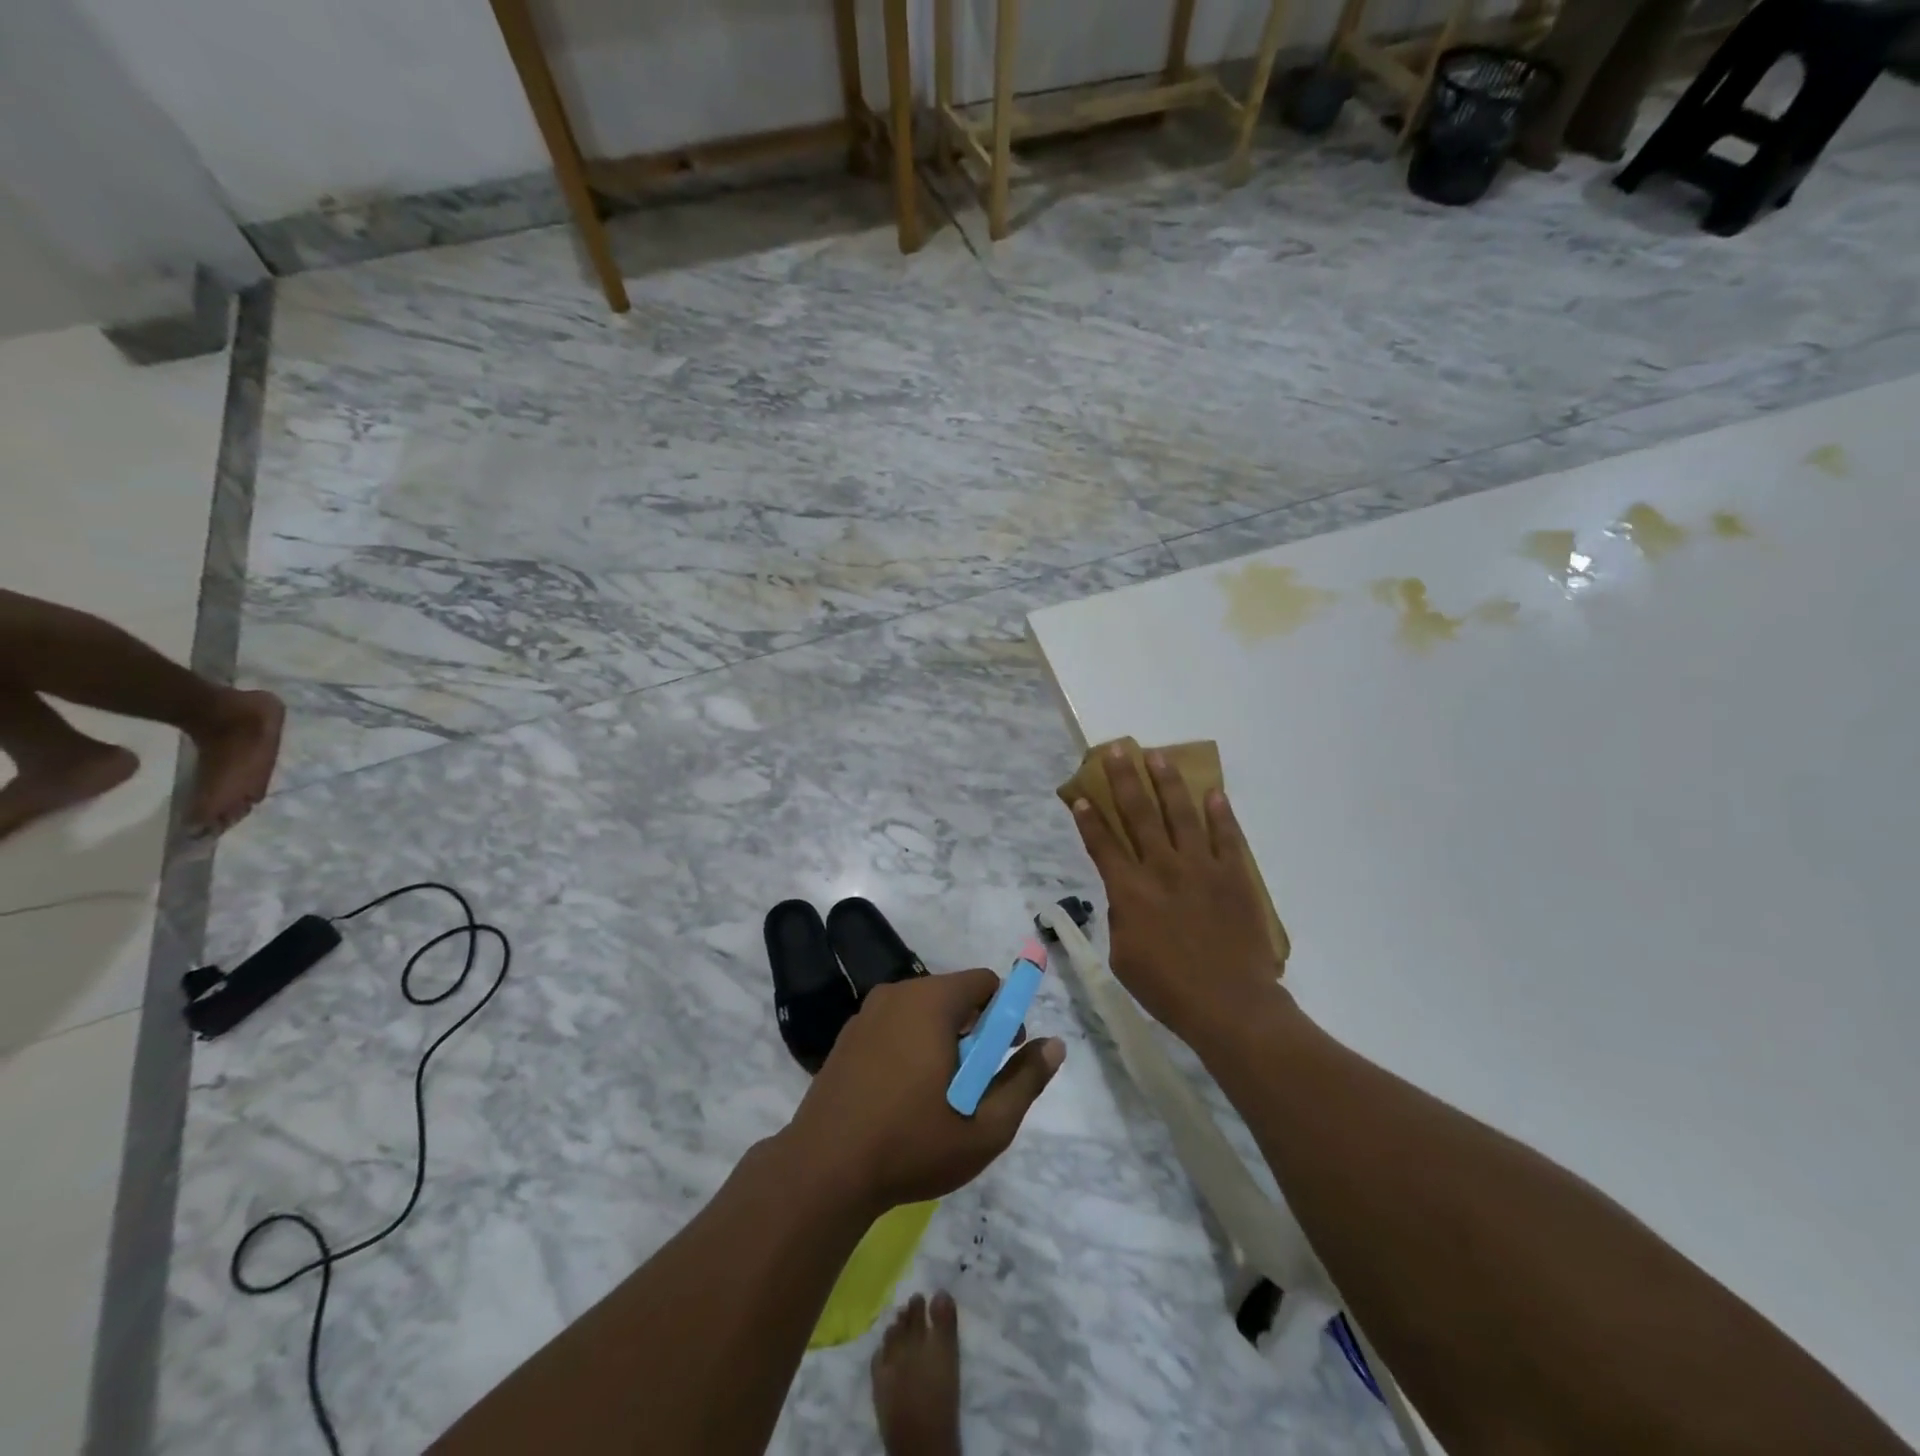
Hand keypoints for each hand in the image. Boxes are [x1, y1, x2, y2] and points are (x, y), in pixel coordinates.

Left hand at [786, 970, 1064, 1211]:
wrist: (822, 1172)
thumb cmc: (911, 1145)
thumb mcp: (986, 1126)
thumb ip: (1025, 1081)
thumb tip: (1055, 1045)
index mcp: (931, 1002)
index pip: (984, 982)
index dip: (1004, 1015)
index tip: (1002, 1058)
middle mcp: (897, 994)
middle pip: (953, 996)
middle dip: (974, 1032)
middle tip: (973, 1086)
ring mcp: (866, 1014)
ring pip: (922, 1013)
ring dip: (941, 1042)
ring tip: (938, 1098)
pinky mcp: (847, 1037)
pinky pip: (894, 1027)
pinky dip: (910, 1048)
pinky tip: (902, 1098)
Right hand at [1070, 745, 1283, 1043]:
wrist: (1231, 1005)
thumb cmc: (1168, 989)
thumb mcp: (1124, 958)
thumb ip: (1121, 919)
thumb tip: (1125, 896)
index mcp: (1130, 892)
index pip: (1103, 845)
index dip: (1089, 819)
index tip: (1081, 796)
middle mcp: (1162, 869)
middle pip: (1139, 815)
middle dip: (1124, 780)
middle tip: (1117, 751)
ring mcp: (1201, 868)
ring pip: (1181, 814)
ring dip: (1167, 783)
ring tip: (1157, 756)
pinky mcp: (1234, 876)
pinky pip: (1226, 837)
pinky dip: (1220, 814)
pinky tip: (1213, 792)